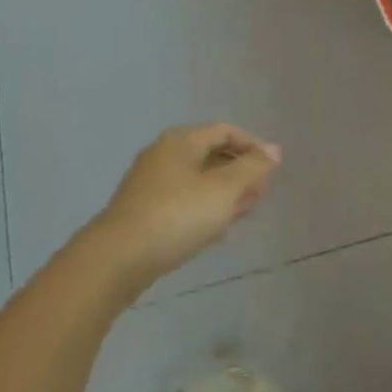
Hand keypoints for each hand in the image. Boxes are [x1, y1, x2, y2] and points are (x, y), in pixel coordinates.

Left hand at [87, 124, 282, 283]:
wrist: (117, 259)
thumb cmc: (176, 216)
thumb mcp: (223, 190)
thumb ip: (252, 168)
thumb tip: (274, 150)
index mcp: (181, 141)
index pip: (226, 131)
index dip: (253, 146)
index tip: (272, 170)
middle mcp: (164, 154)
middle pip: (211, 153)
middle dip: (239, 171)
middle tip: (261, 193)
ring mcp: (150, 183)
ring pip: (197, 179)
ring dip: (224, 192)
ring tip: (244, 211)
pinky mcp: (143, 210)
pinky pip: (183, 199)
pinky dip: (204, 206)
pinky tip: (216, 228)